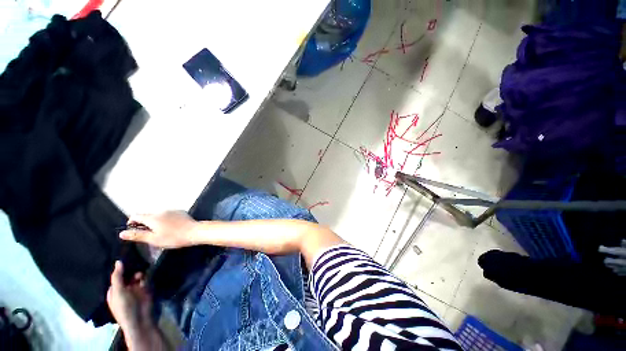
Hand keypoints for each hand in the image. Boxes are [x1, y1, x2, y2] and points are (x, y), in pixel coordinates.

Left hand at [107, 262, 166, 350]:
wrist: (140, 319)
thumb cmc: (124, 306)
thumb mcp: (118, 291)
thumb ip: (117, 276)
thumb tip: (118, 261)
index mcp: (114, 290)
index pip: (116, 276)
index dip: (120, 267)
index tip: (124, 255)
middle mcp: (123, 288)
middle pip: (127, 274)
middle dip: (131, 268)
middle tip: (136, 257)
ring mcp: (134, 288)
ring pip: (136, 276)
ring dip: (139, 271)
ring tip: (143, 264)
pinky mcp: (144, 288)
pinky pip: (145, 279)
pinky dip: (146, 274)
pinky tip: (148, 269)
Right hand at [120, 211, 198, 248]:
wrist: (194, 231)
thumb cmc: (173, 237)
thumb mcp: (153, 239)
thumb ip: (138, 235)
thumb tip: (122, 233)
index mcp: (152, 217)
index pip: (135, 215)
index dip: (131, 222)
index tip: (134, 231)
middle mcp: (161, 211)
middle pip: (147, 215)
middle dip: (144, 223)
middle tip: (148, 234)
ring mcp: (171, 210)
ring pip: (157, 214)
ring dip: (155, 221)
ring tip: (160, 232)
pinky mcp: (180, 211)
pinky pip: (168, 214)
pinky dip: (165, 219)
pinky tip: (170, 227)